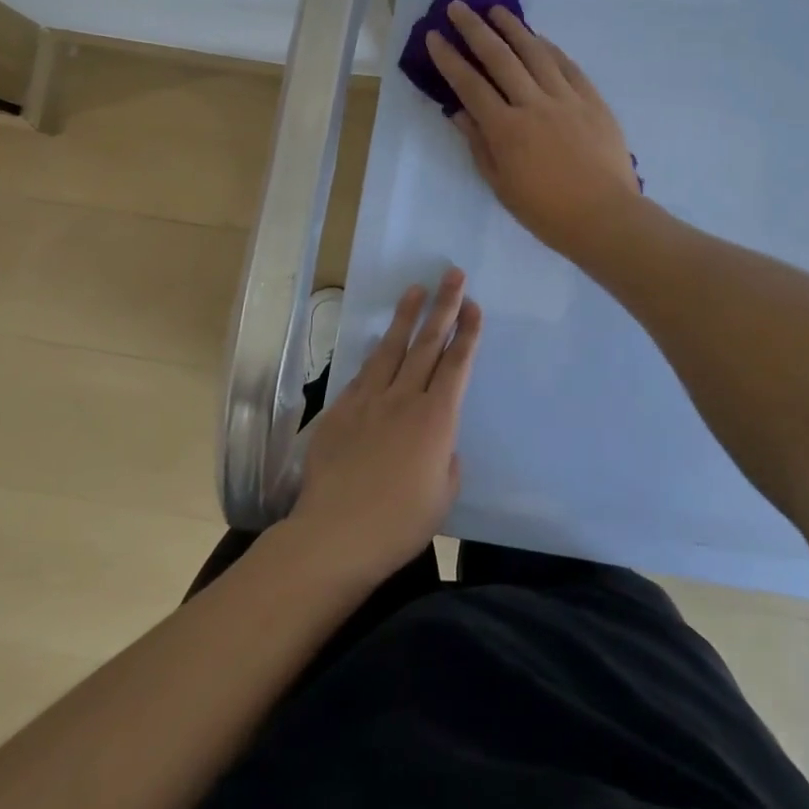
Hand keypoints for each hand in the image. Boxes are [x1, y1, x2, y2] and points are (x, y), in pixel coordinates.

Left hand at [288, 271, 480, 588]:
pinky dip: (375, 354)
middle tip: (452, 274)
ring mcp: (369, 400)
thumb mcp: (443, 494)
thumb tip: (439, 441)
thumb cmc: (400, 522)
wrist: (335, 533)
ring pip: (392, 348)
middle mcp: (405, 398)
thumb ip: (446, 458)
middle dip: (444, 306)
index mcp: (437, 419)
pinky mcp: (341, 409)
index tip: (473, 305)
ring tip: (415, 289)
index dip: (467, 332)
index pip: (457, 364)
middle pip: (428, 343)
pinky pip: (363, 373)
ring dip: (406, 316)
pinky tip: (379, 342)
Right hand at [425, 4, 642, 255]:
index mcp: (506, 129)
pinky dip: (550, 48)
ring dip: (513, 28)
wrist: (604, 216)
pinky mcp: (592, 100)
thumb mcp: (501, 185)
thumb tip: (458, 112)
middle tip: (458, 7)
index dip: (449, 59)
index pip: (469, 85)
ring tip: (496, 10)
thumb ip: (479, 144)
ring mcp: (566, 98)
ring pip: (535, 53)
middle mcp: (533, 104)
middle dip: (474, 29)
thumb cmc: (546, 211)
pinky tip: (539, 38)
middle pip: (499, 57)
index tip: (434, 36)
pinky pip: (568, 65)